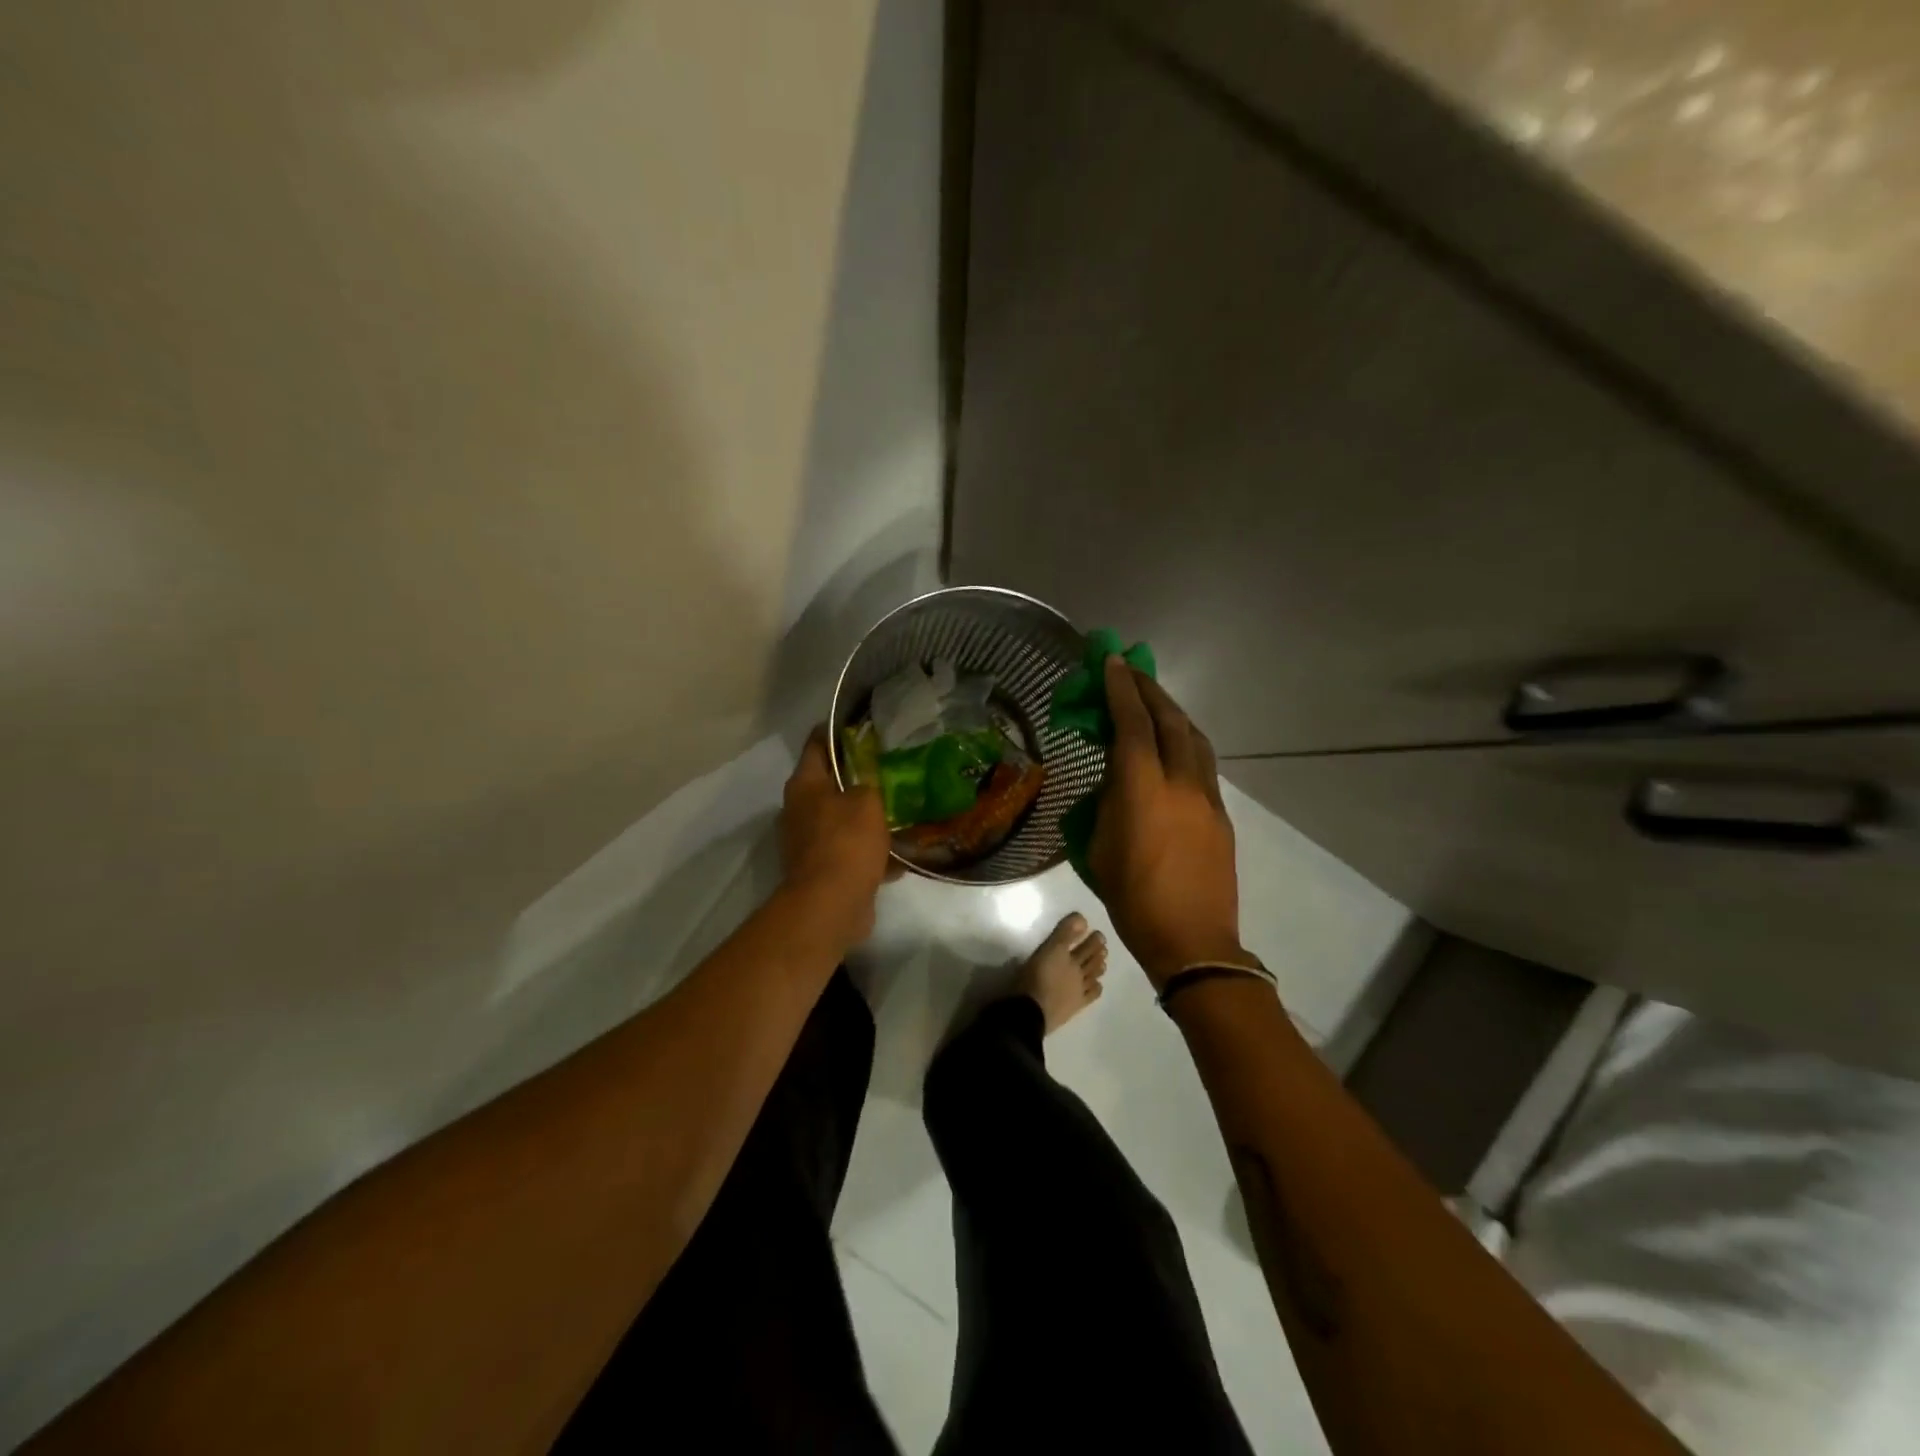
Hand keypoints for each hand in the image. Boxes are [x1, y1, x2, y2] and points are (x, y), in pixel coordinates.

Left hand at [781, 727, 892, 949]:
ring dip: (868, 814)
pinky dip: (872, 848)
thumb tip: (871, 779)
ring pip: (844, 817)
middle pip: (832, 781)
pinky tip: (902, 847)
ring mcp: (810, 840)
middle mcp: (801, 809)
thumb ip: (870, 782)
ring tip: (903, 803)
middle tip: (893, 764)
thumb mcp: (867, 800)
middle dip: (860, 775)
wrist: (831, 905)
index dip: (840, 729)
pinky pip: (852, 849)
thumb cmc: (846, 842)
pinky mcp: (824, 868)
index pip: (819, 743)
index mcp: (805, 784)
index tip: (867, 723)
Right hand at [1089, 658, 1250, 988]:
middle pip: (1170, 721)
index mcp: (1143, 790)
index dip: (1121, 689)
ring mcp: (1207, 797)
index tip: (1112, 662)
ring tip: (1155, 702)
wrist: (1192, 941)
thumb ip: (1107, 803)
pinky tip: (1175, 746)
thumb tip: (1117, 780)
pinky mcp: (1222, 814)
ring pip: (1194, 738)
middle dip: (1150, 690)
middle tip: (1132, 670)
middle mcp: (1180, 783)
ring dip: (1173, 712)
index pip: (1133, 725)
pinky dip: (1186, 741)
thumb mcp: (1099, 847)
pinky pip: (1203, 763)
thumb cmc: (1132, 899)